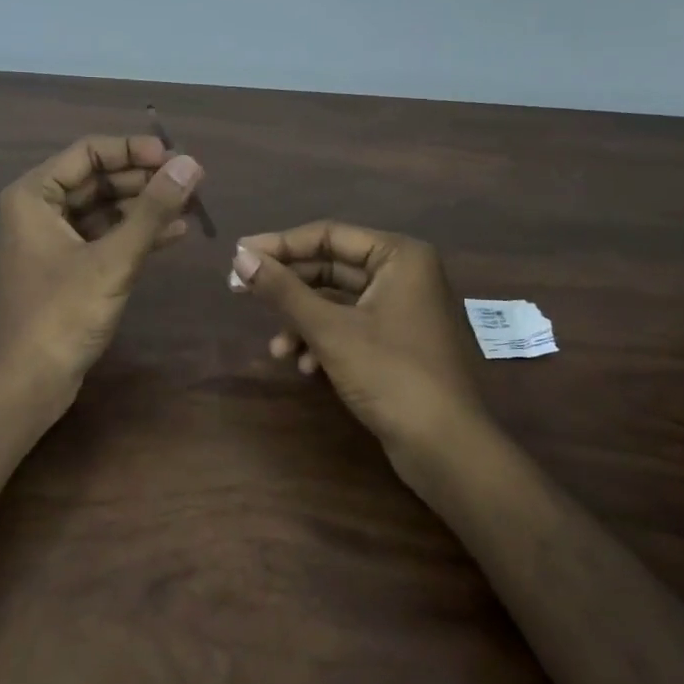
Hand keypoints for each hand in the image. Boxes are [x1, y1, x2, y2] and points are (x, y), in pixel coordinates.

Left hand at [0, 134, 204, 415]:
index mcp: (34, 195)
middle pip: (98, 178)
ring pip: (105, 208)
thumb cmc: (62, 314)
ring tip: (192, 204)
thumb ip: (152, 210)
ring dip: (145, 206)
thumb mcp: (112, 259)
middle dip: (145, 179)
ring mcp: (53, 239)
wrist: (29, 381)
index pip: (89, 152)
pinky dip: (136, 234)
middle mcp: (39, 209)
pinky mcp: (68, 267)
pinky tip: (176, 233)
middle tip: (191, 180)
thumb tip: (190, 164)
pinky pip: (105, 237)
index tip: (175, 158)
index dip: (134, 150)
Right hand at [228, 222, 487, 464]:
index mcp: (399, 256)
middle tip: (239, 292)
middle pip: (330, 266)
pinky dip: (323, 340)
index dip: (279, 245)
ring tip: (276, 349)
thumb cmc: (391, 375)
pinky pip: (349, 325)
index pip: (328, 235)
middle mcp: (403, 273)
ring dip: (301, 321)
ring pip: (336, 300)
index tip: (238, 256)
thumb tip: (239, 257)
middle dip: (288, 287)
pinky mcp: (396, 340)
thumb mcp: (329, 330)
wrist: (445, 447)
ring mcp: (401, 308)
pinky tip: (304, 366)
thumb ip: (283, 290)